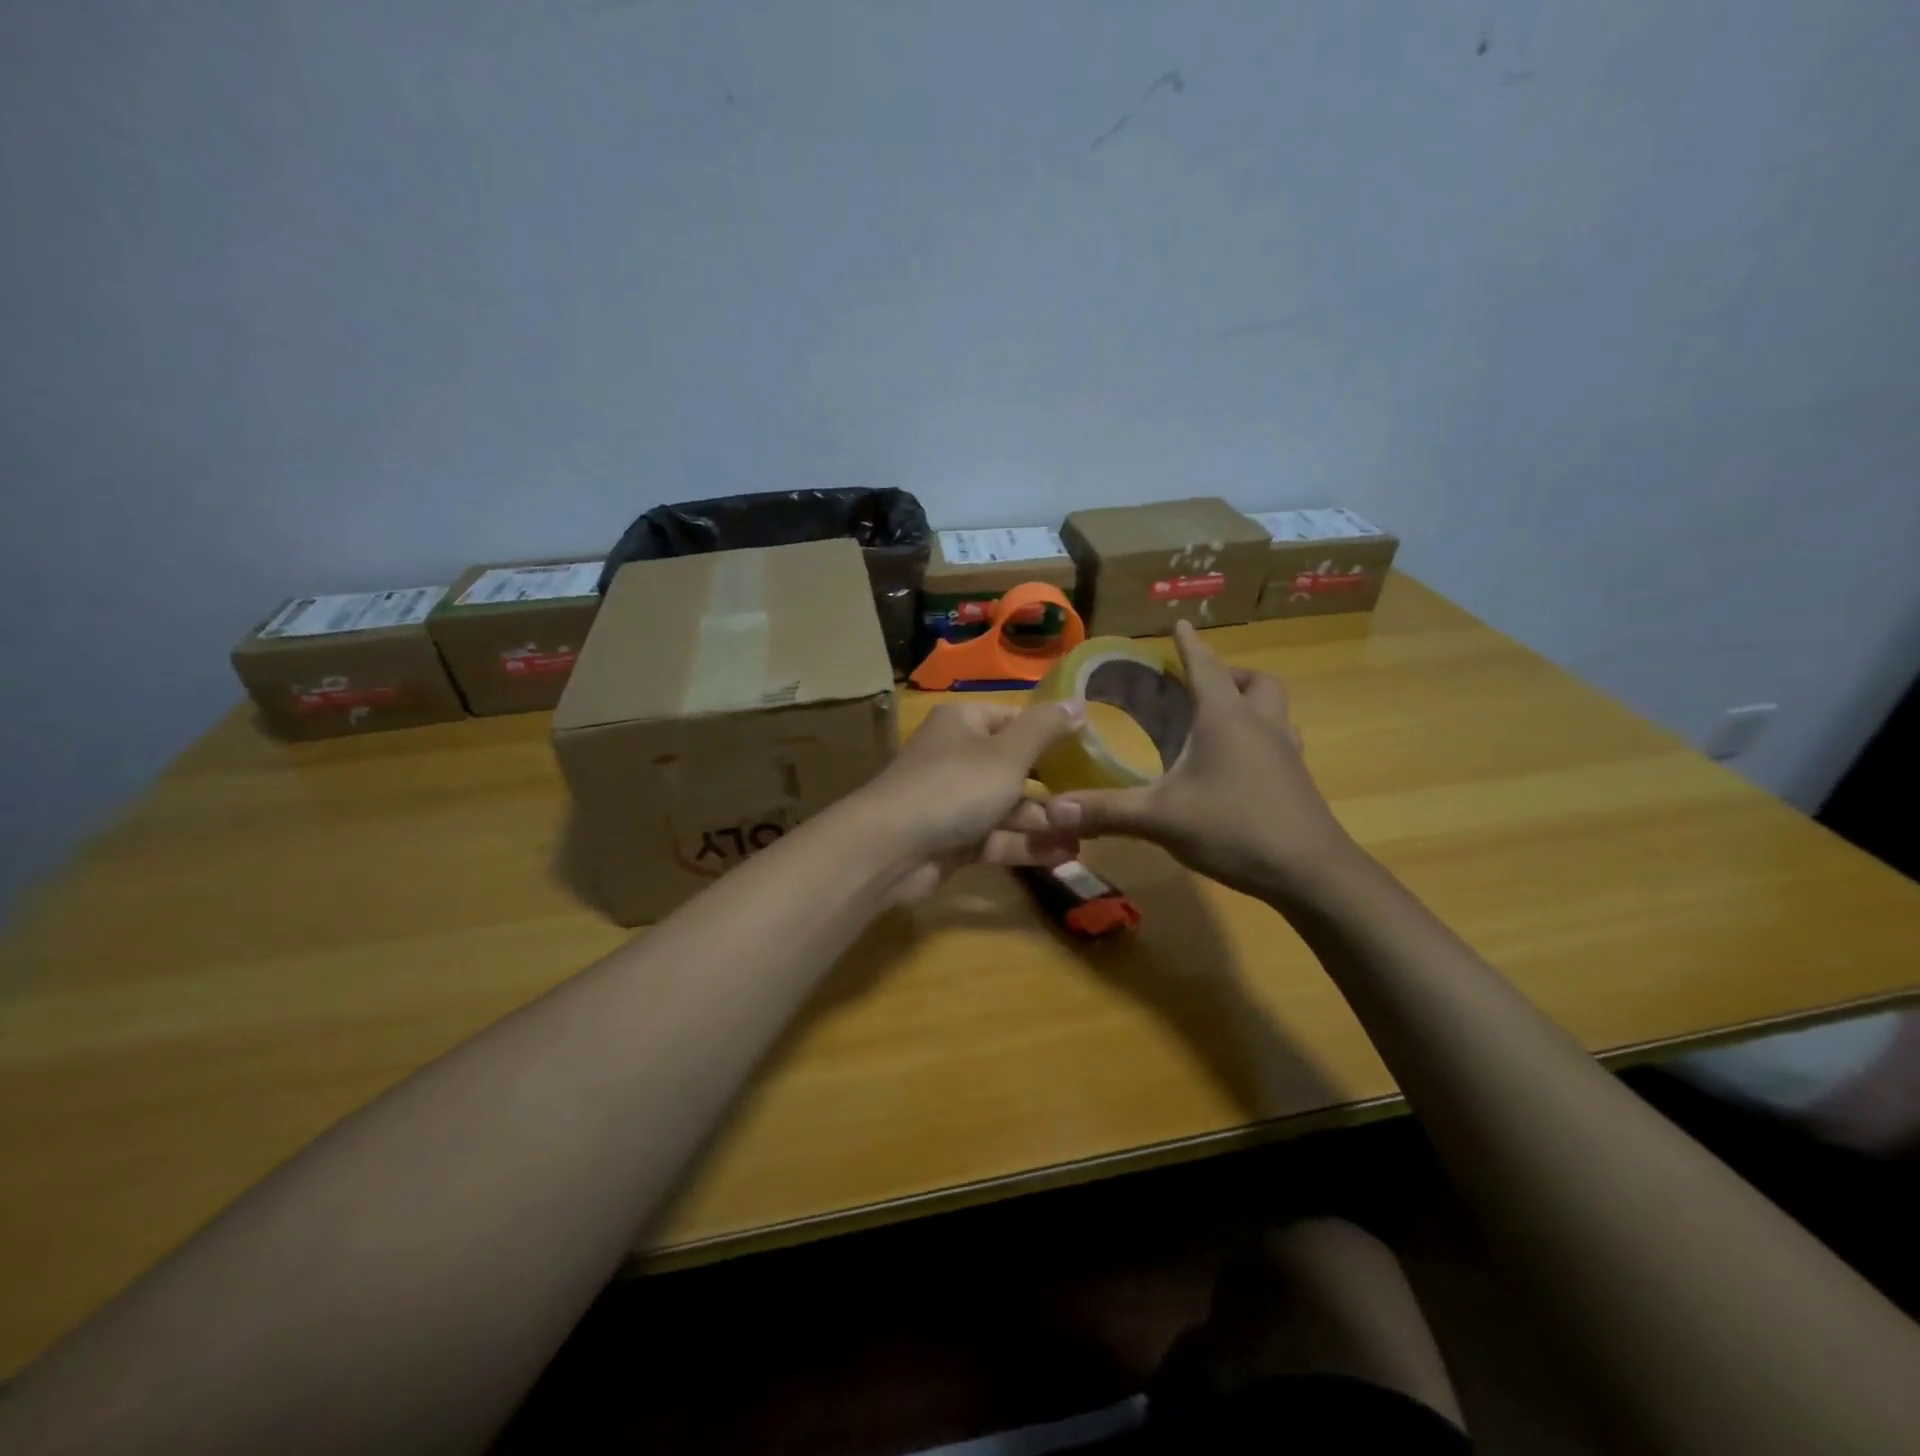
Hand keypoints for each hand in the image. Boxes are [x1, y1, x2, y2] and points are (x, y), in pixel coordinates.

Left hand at [854, 697, 1086, 901]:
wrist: (892, 849)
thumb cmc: (955, 787)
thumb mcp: (1008, 753)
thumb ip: (1045, 729)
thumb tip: (1078, 702)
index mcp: (963, 723)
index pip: (1013, 719)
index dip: (1048, 733)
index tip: (1088, 750)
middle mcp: (956, 757)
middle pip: (1012, 767)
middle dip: (1052, 786)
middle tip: (1093, 799)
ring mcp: (953, 801)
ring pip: (1006, 807)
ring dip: (1044, 821)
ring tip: (1087, 834)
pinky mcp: (952, 840)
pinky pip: (996, 838)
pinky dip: (1025, 845)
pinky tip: (1064, 855)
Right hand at [1043, 621, 1353, 899]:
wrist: (1310, 872)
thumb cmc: (1234, 828)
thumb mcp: (1160, 818)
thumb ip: (1105, 811)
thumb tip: (1051, 810)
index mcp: (1225, 719)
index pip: (1205, 667)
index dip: (1189, 646)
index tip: (1180, 624)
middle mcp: (1260, 725)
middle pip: (1255, 681)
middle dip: (1229, 674)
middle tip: (1202, 686)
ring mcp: (1286, 752)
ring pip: (1275, 709)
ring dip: (1251, 702)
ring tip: (1222, 720)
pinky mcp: (1297, 780)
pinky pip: (1281, 741)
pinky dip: (1260, 738)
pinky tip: (1239, 766)